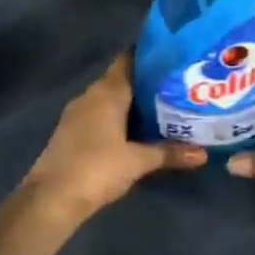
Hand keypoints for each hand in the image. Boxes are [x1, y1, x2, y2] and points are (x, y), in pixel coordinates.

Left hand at [22, 53, 205, 223]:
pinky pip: (101, 115)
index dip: (150, 56)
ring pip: (111, 99)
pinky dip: (119, 118)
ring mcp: (78, 114)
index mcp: (106, 92)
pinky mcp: (72, 132)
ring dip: (133, 103)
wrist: (51, 198)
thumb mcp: (138, 161)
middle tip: (178, 86)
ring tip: (165, 107)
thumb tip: (203, 154)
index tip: (174, 57)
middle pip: (122, 80)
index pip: (129, 60)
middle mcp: (90, 96)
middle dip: (148, 83)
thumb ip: (169, 153)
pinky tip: (138, 131)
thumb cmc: (97, 168)